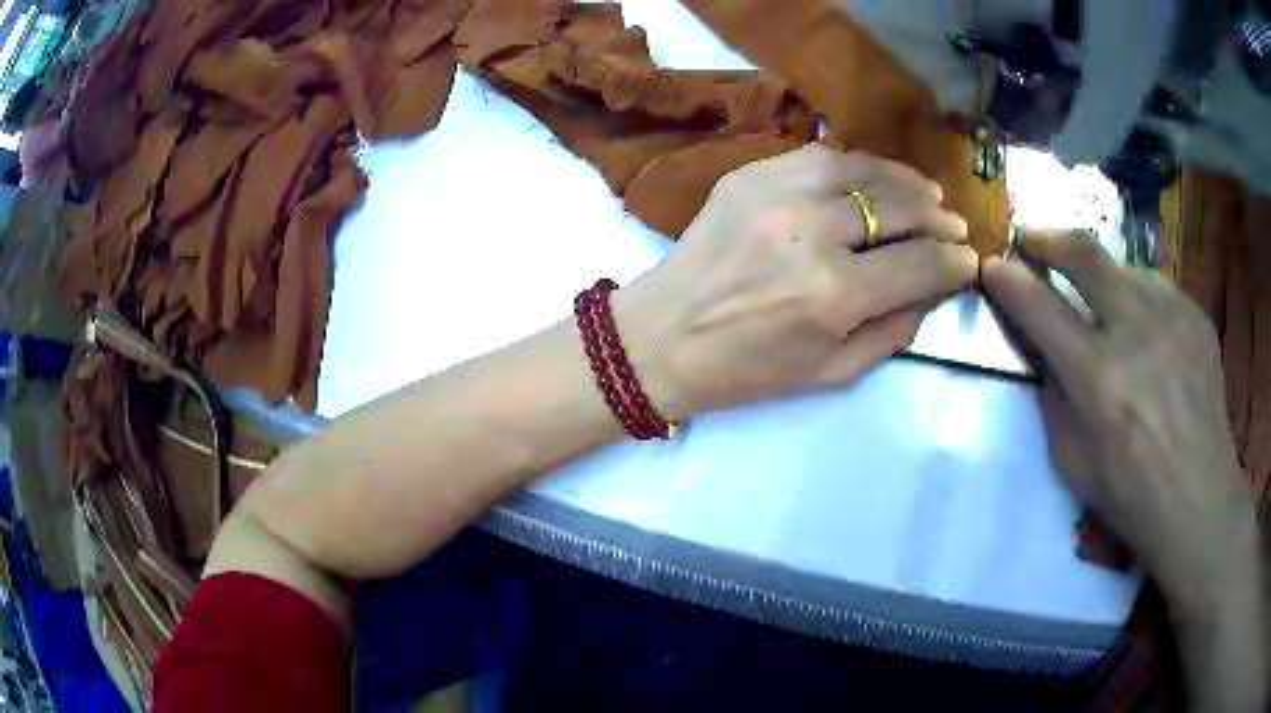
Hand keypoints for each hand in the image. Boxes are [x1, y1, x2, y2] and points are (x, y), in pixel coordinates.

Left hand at [615, 144, 976, 419]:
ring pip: (862, 169)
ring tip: (928, 194)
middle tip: (955, 225)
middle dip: (938, 219)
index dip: (955, 263)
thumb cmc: (749, 370)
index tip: (970, 260)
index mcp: (833, 296)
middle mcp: (810, 234)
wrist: (662, 338)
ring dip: (905, 181)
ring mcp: (775, 194)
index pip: (920, 265)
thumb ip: (895, 328)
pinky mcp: (748, 175)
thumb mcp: (833, 372)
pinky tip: (875, 178)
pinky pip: (819, 156)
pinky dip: (857, 164)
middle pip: (898, 208)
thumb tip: (934, 286)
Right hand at [981, 230, 1257, 597]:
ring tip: (1101, 303)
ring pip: (1122, 267)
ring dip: (1101, 277)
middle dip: (1046, 238)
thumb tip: (1045, 351)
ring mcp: (1171, 314)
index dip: (1008, 280)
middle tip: (1030, 238)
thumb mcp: (1072, 461)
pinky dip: (1139, 298)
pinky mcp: (1195, 314)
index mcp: (1097, 377)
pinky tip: (1145, 329)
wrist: (1198, 497)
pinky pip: (1156, 288)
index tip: (993, 267)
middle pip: (1082, 252)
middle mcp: (1134, 330)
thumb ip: (1054, 397)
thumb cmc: (1130, 493)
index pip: (1039, 306)